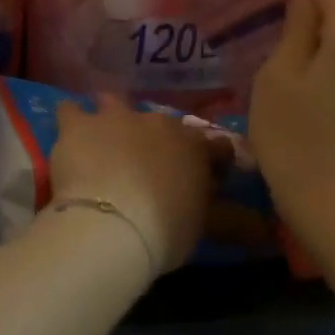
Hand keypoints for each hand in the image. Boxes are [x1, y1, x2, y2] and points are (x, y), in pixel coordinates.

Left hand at [50, 96, 225, 276]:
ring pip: (114, 104)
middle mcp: (157, 122)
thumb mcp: (205, 229)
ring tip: (106, 140)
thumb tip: (264, 230)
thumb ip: (233, 222)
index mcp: (193, 145)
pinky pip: (71, 110)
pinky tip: (69, 133)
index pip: (214, 146)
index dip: (213, 162)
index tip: (209, 179)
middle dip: (158, 141)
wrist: (110, 226)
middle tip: (150, 168)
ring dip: (113, 118)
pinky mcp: (79, 125)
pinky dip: (72, 119)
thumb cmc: (165, 229)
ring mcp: (116, 118)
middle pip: (162, 125)